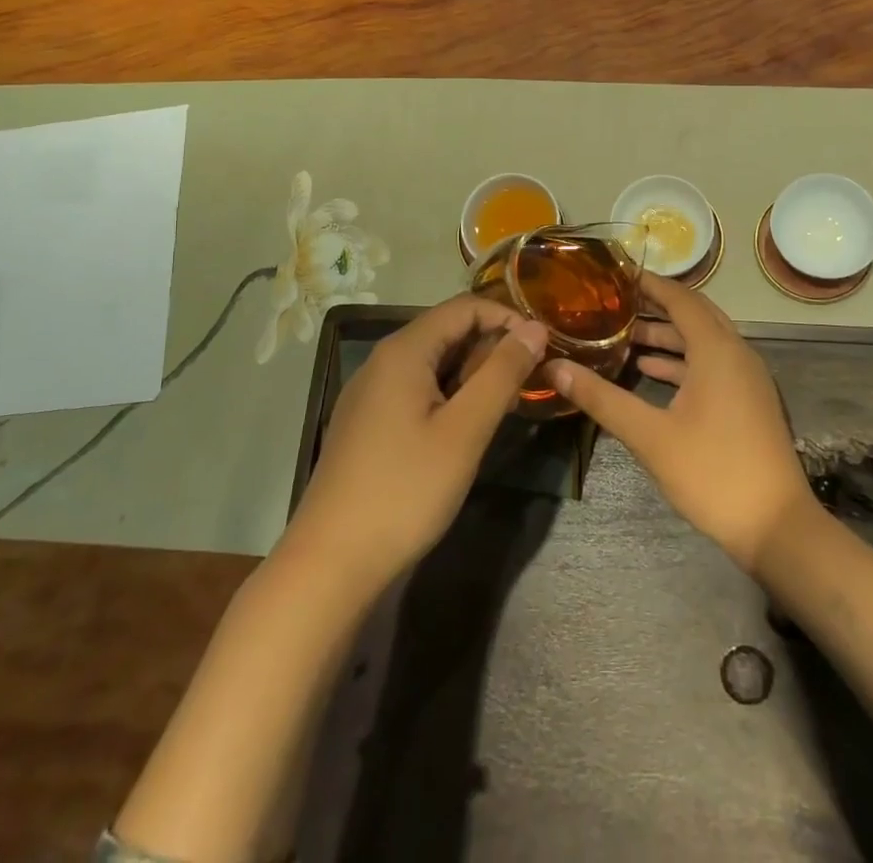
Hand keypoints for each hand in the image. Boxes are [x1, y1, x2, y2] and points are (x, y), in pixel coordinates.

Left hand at [285, 296, 548, 595]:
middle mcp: (383, 361)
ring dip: (473, 375)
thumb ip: (503, 373)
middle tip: (529, 383)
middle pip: (447, 332)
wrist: (330, 565)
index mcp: (404, 351)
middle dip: (492, 348)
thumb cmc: (405, 490)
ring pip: (433, 363)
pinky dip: (449, 395)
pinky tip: (466, 429)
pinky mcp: (367, 423)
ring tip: (505, 407)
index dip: (508, 318)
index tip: (543, 346)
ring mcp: (370, 393)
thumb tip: (534, 327)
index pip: (465, 307)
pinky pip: (417, 390)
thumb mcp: (465, 430)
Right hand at [548, 275, 815, 574]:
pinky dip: (681, 361)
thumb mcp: (650, 436)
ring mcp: (745, 378)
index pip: (680, 299)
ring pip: (703, 341)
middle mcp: (736, 353)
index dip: (649, 284)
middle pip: (694, 315)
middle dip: (655, 307)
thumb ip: (603, 399)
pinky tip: (650, 371)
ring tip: (623, 336)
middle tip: (615, 302)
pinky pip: (711, 364)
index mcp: (717, 350)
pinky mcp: (747, 401)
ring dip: (667, 336)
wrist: (776, 526)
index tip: (616, 273)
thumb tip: (556, 369)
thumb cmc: (712, 472)